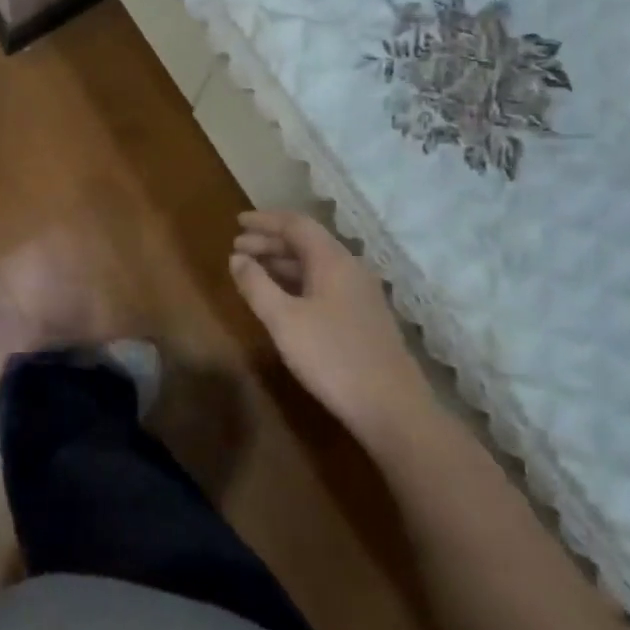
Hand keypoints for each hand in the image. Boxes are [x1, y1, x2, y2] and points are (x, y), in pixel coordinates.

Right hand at [229, 211, 426, 443]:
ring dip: (283, 263)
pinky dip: (297, 282)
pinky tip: (283, 299)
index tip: (237, 222)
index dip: (265, 220)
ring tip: (253, 271)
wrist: (393, 409)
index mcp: (332, 260)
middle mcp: (350, 268)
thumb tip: (236, 258)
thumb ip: (256, 285)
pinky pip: (324, 284)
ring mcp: (361, 294)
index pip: (296, 224)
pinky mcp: (364, 317)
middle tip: (237, 248)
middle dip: (270, 242)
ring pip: (316, 265)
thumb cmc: (333, 357)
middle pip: (306, 242)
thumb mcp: (284, 321)